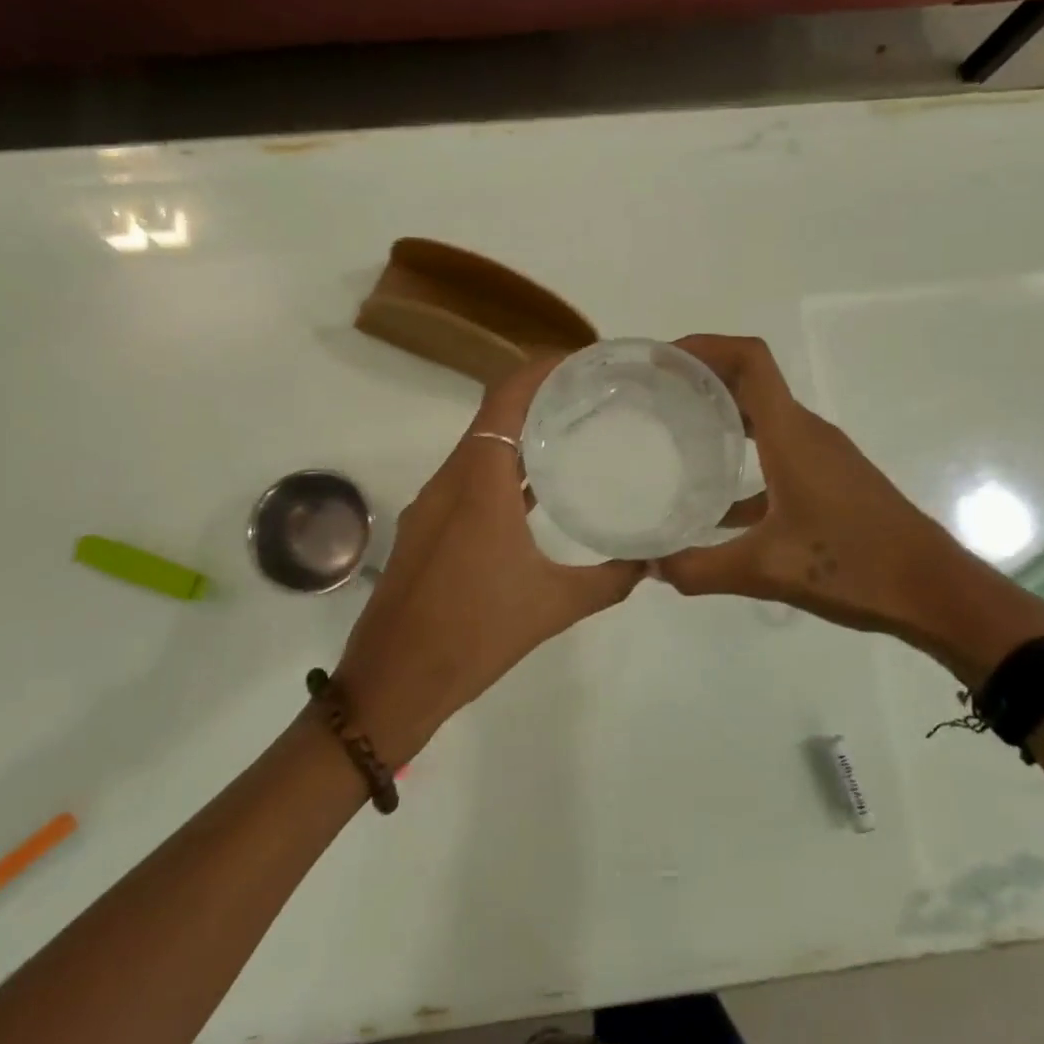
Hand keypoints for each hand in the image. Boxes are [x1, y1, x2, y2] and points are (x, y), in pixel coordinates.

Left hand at [332, 359, 644, 761]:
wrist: (392, 682)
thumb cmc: (473, 635)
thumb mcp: (553, 606)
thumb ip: (609, 580)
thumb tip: (650, 562)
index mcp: (479, 482)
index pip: (506, 398)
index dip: (540, 369)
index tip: (582, 361)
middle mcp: (450, 480)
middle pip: (493, 415)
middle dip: (538, 396)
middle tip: (590, 395)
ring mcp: (432, 505)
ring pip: (478, 448)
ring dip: (519, 434)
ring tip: (572, 432)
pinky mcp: (425, 529)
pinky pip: (467, 479)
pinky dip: (501, 469)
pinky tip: (534, 490)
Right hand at [652, 335, 1043, 683]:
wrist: (934, 591)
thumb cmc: (853, 566)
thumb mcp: (765, 570)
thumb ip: (699, 568)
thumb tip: (647, 567)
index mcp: (791, 434)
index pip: (750, 360)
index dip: (706, 346)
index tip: (663, 359)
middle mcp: (806, 432)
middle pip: (752, 381)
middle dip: (703, 378)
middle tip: (654, 396)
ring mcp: (822, 455)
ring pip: (764, 418)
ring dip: (723, 415)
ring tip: (674, 435)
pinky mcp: (830, 480)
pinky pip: (777, 452)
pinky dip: (744, 459)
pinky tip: (716, 503)